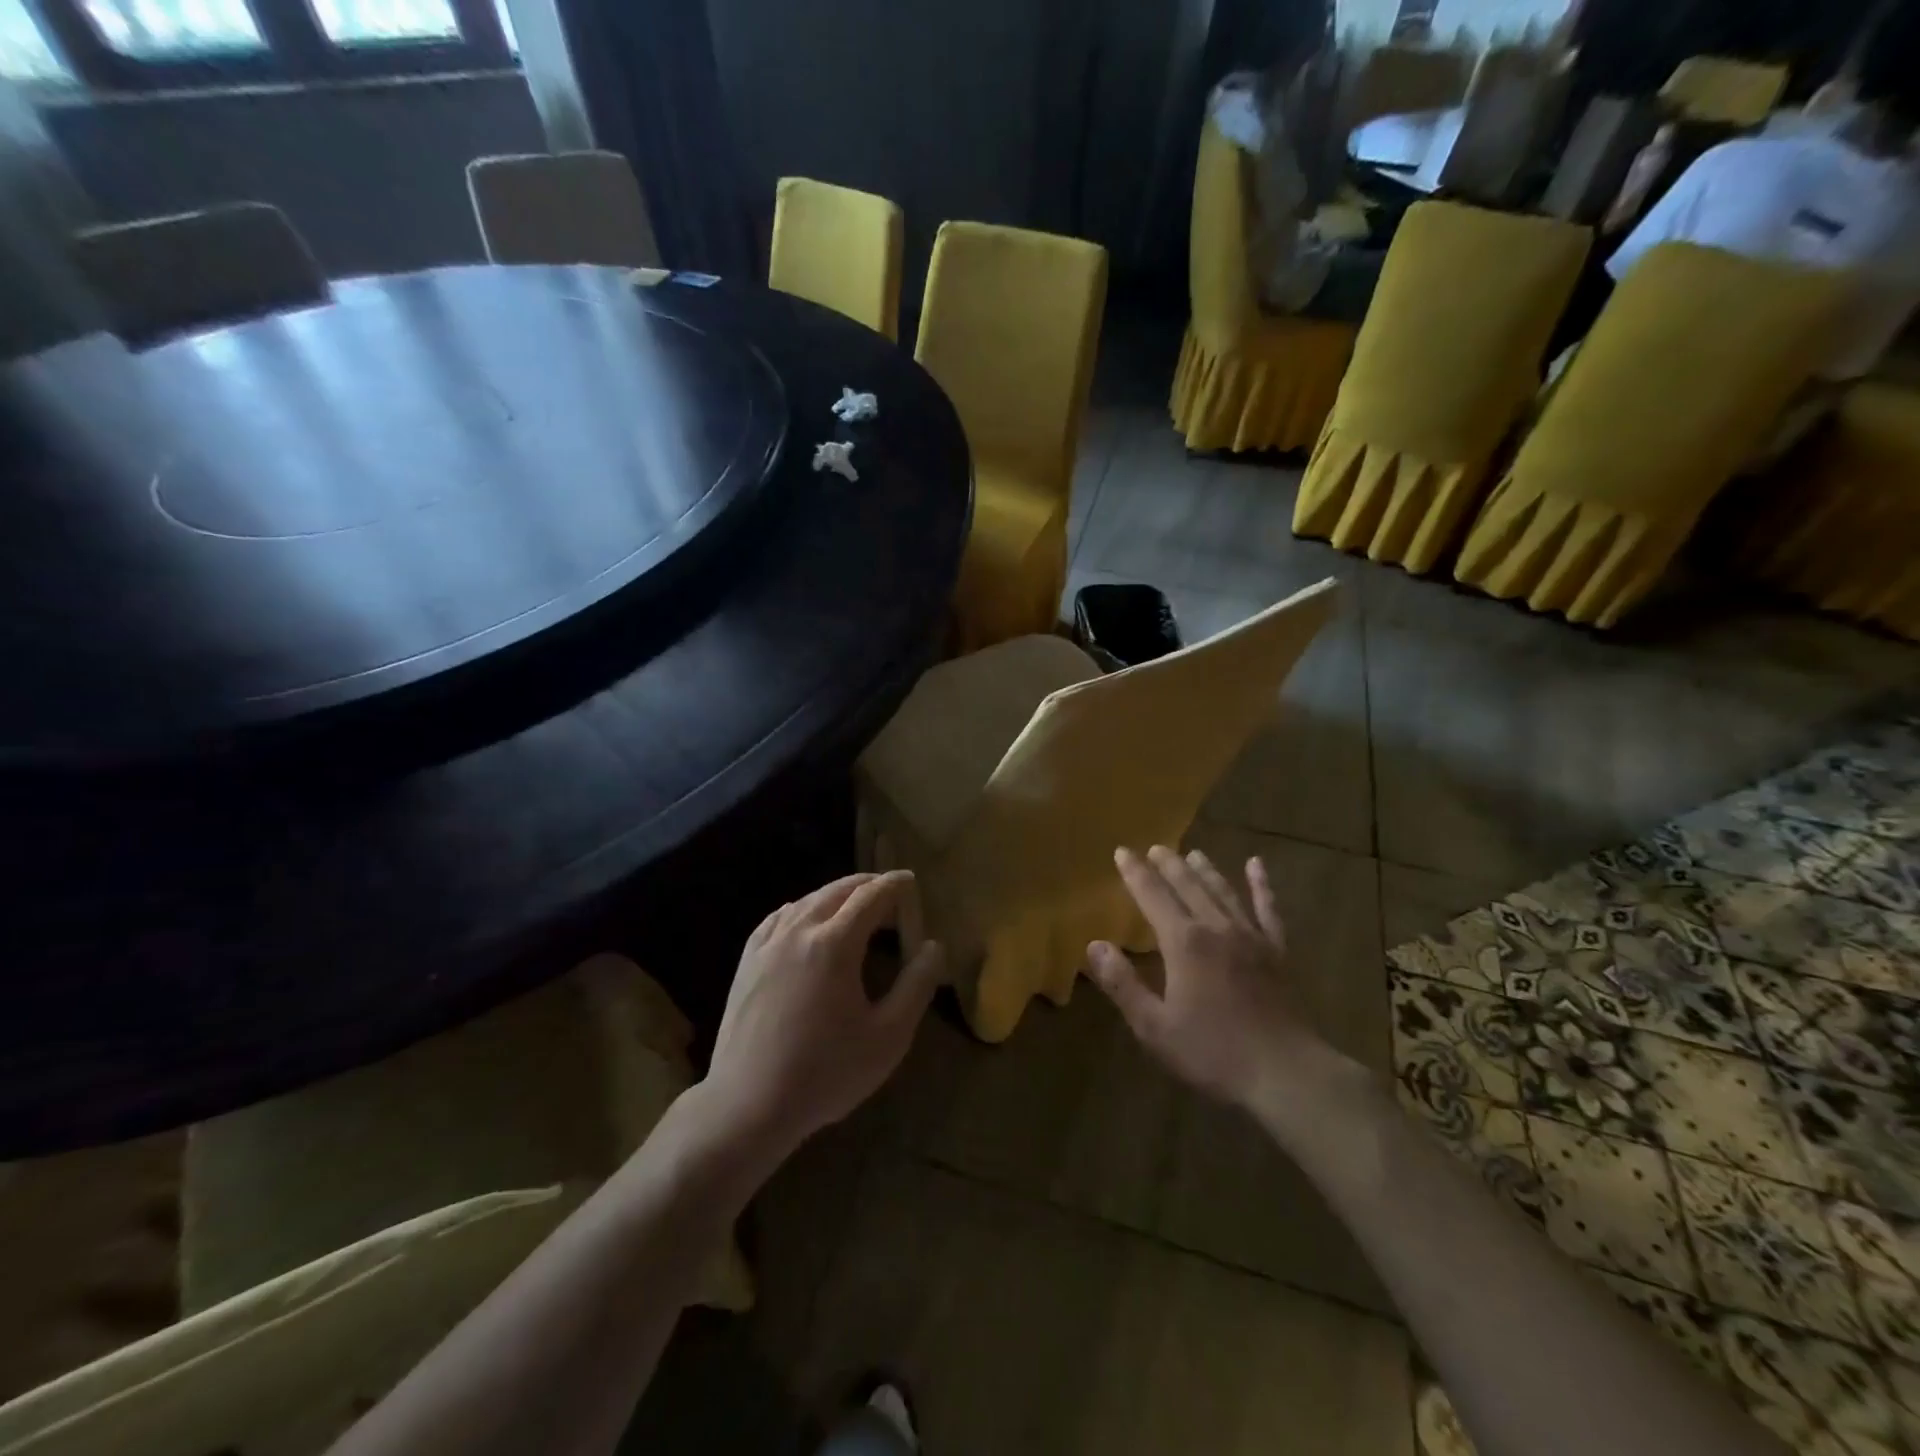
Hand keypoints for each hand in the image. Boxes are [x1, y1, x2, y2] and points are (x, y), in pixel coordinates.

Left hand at [704, 871, 944, 1155]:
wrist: (748, 1105)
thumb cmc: (826, 1073)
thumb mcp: (888, 1036)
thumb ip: (916, 986)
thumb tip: (933, 946)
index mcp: (834, 944)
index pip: (871, 897)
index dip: (894, 885)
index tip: (911, 880)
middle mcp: (798, 931)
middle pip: (837, 891)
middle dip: (867, 885)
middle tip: (891, 893)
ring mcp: (767, 944)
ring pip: (807, 900)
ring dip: (836, 895)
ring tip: (857, 906)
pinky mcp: (747, 961)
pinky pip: (780, 918)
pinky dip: (803, 908)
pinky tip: (807, 921)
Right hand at [1089, 846, 1330, 1117]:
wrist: (1286, 1073)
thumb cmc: (1213, 1052)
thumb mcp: (1154, 1027)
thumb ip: (1123, 984)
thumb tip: (1095, 945)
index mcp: (1184, 943)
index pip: (1153, 896)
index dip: (1136, 873)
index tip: (1122, 851)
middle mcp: (1216, 928)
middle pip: (1188, 886)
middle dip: (1168, 865)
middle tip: (1155, 847)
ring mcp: (1251, 937)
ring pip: (1223, 891)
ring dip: (1206, 870)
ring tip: (1193, 853)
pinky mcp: (1277, 951)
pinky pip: (1268, 909)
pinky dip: (1261, 886)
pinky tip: (1256, 865)